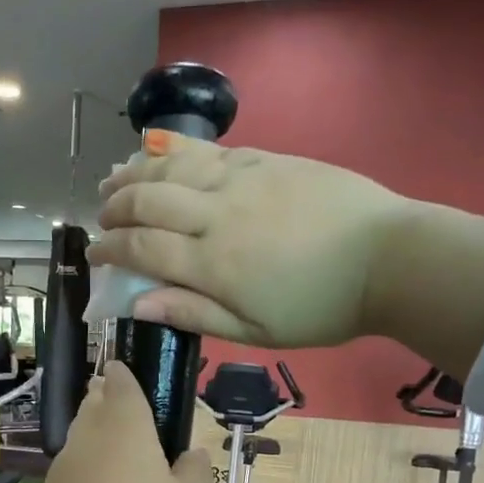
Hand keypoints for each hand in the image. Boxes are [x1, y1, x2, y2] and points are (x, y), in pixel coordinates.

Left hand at [0, 363, 215, 482]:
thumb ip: (195, 475)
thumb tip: (190, 454)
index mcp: (125, 426)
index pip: (122, 384)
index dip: (126, 375)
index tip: (127, 369)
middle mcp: (88, 439)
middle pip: (93, 407)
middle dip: (105, 400)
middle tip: (120, 400)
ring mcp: (62, 472)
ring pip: (80, 439)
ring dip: (94, 433)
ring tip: (116, 440)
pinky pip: (74, 473)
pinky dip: (87, 470)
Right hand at [92, 130, 483, 376]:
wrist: (389, 259)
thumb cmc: (320, 308)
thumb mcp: (254, 331)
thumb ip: (193, 313)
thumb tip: (136, 305)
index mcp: (213, 263)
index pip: (142, 249)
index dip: (110, 251)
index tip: (94, 256)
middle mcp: (218, 214)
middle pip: (148, 200)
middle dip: (115, 208)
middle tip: (101, 218)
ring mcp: (243, 180)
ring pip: (173, 166)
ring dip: (135, 171)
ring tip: (113, 178)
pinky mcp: (268, 160)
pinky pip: (210, 151)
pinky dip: (176, 152)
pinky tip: (160, 153)